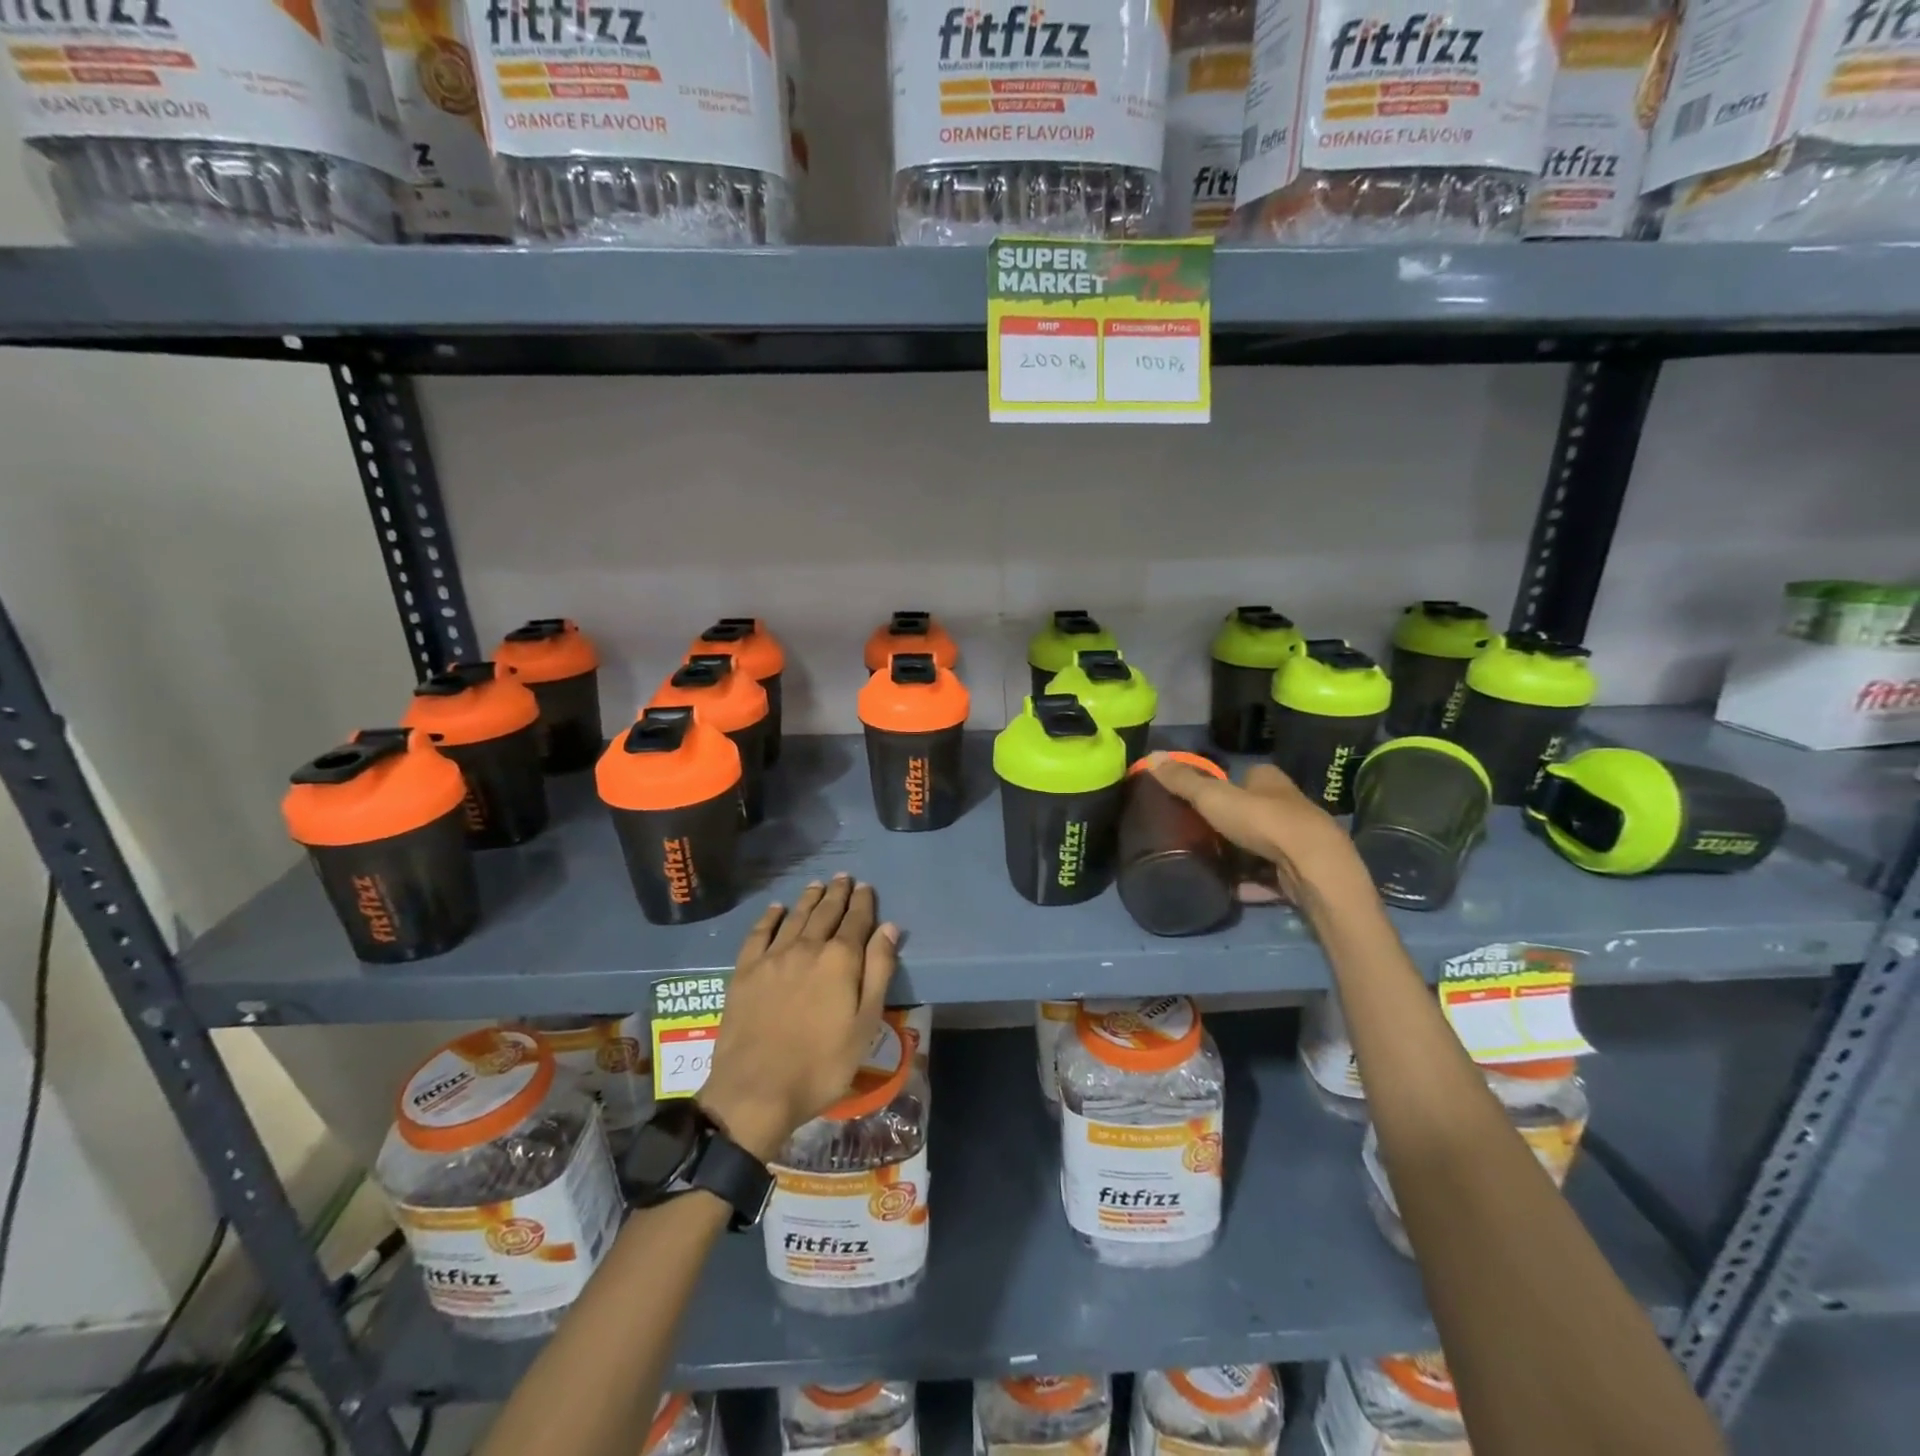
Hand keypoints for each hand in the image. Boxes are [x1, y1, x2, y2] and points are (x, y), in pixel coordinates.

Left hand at [697, 876, 898, 1161]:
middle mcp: (807, 947)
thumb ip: (878, 971)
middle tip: (844, 878)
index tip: (866, 887)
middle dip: (837, 894)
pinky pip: (759, 933)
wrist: (756, 1090)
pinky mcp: (745, 971)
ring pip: (795, 917)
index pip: (856, 920)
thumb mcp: (865, 1023)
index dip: (863, 902)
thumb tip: (889, 927)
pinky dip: (769, 917)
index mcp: (840, 959)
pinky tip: (776, 909)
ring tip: (817, 885)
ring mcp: (773, 957)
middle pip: (825, 912)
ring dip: (808, 899)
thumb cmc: (822, 1063)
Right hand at [1147, 754, 1377, 918]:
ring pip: (1261, 845)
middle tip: (1199, 834)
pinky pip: (1268, 877)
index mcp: (1269, 781)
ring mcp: (1296, 841)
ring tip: (1209, 864)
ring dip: (1240, 855)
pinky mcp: (1300, 872)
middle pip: (1253, 811)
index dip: (1225, 787)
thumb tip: (1151, 756)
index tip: (1201, 801)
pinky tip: (1229, 891)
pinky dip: (1251, 884)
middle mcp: (1288, 805)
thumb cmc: (1262, 821)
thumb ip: (1183, 780)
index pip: (1245, 777)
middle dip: (1231, 823)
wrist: (1312, 866)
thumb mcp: (1213, 797)